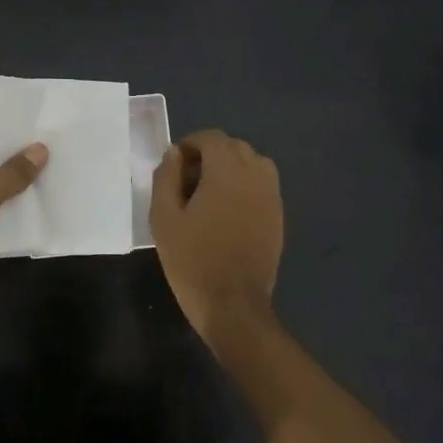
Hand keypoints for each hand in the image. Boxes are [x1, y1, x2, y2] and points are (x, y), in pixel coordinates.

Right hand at [151, 129, 283, 347]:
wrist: (233, 305)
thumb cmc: (192, 260)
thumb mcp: (164, 218)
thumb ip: (166, 178)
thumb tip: (174, 154)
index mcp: (227, 171)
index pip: (212, 138)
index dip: (191, 143)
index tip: (174, 163)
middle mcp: (255, 175)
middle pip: (234, 147)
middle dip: (210, 154)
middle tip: (187, 179)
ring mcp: (272, 196)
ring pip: (252, 163)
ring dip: (231, 168)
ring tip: (209, 193)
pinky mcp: (278, 216)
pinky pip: (262, 185)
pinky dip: (245, 185)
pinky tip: (227, 211)